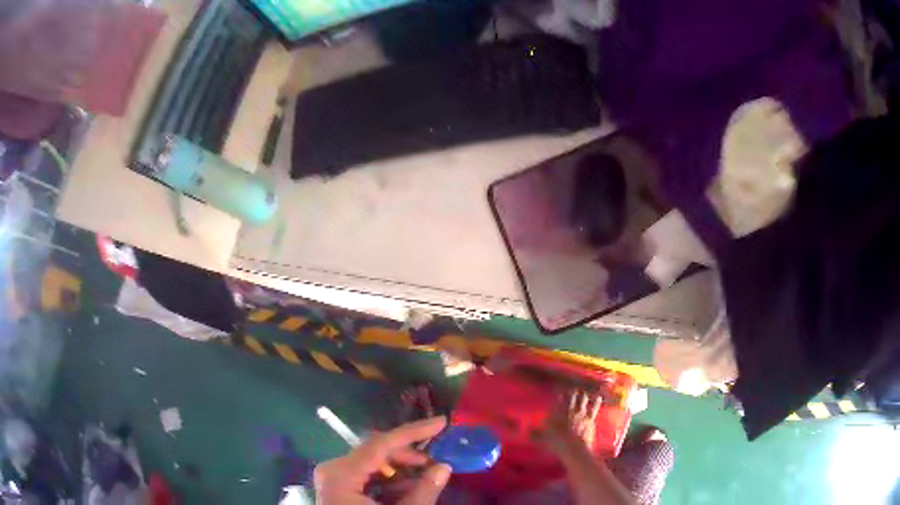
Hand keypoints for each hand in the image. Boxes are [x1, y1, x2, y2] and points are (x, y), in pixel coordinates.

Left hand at [314, 417, 452, 504]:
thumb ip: (424, 492)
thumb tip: (444, 467)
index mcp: (341, 475)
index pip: (381, 444)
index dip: (414, 432)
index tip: (442, 422)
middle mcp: (333, 471)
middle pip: (377, 453)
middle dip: (410, 456)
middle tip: (438, 463)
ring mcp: (334, 480)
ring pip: (373, 465)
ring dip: (402, 471)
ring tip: (428, 478)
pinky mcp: (339, 489)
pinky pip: (367, 478)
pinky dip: (390, 482)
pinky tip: (410, 489)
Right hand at [535, 389, 602, 454]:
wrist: (573, 448)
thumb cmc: (556, 443)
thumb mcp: (542, 439)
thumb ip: (535, 433)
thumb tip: (528, 429)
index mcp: (557, 412)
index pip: (558, 398)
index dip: (559, 391)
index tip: (559, 388)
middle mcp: (570, 410)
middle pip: (572, 395)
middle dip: (572, 391)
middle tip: (572, 387)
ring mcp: (581, 413)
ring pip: (583, 398)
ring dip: (583, 394)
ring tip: (584, 390)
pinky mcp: (590, 418)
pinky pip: (594, 407)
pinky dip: (597, 402)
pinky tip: (599, 397)